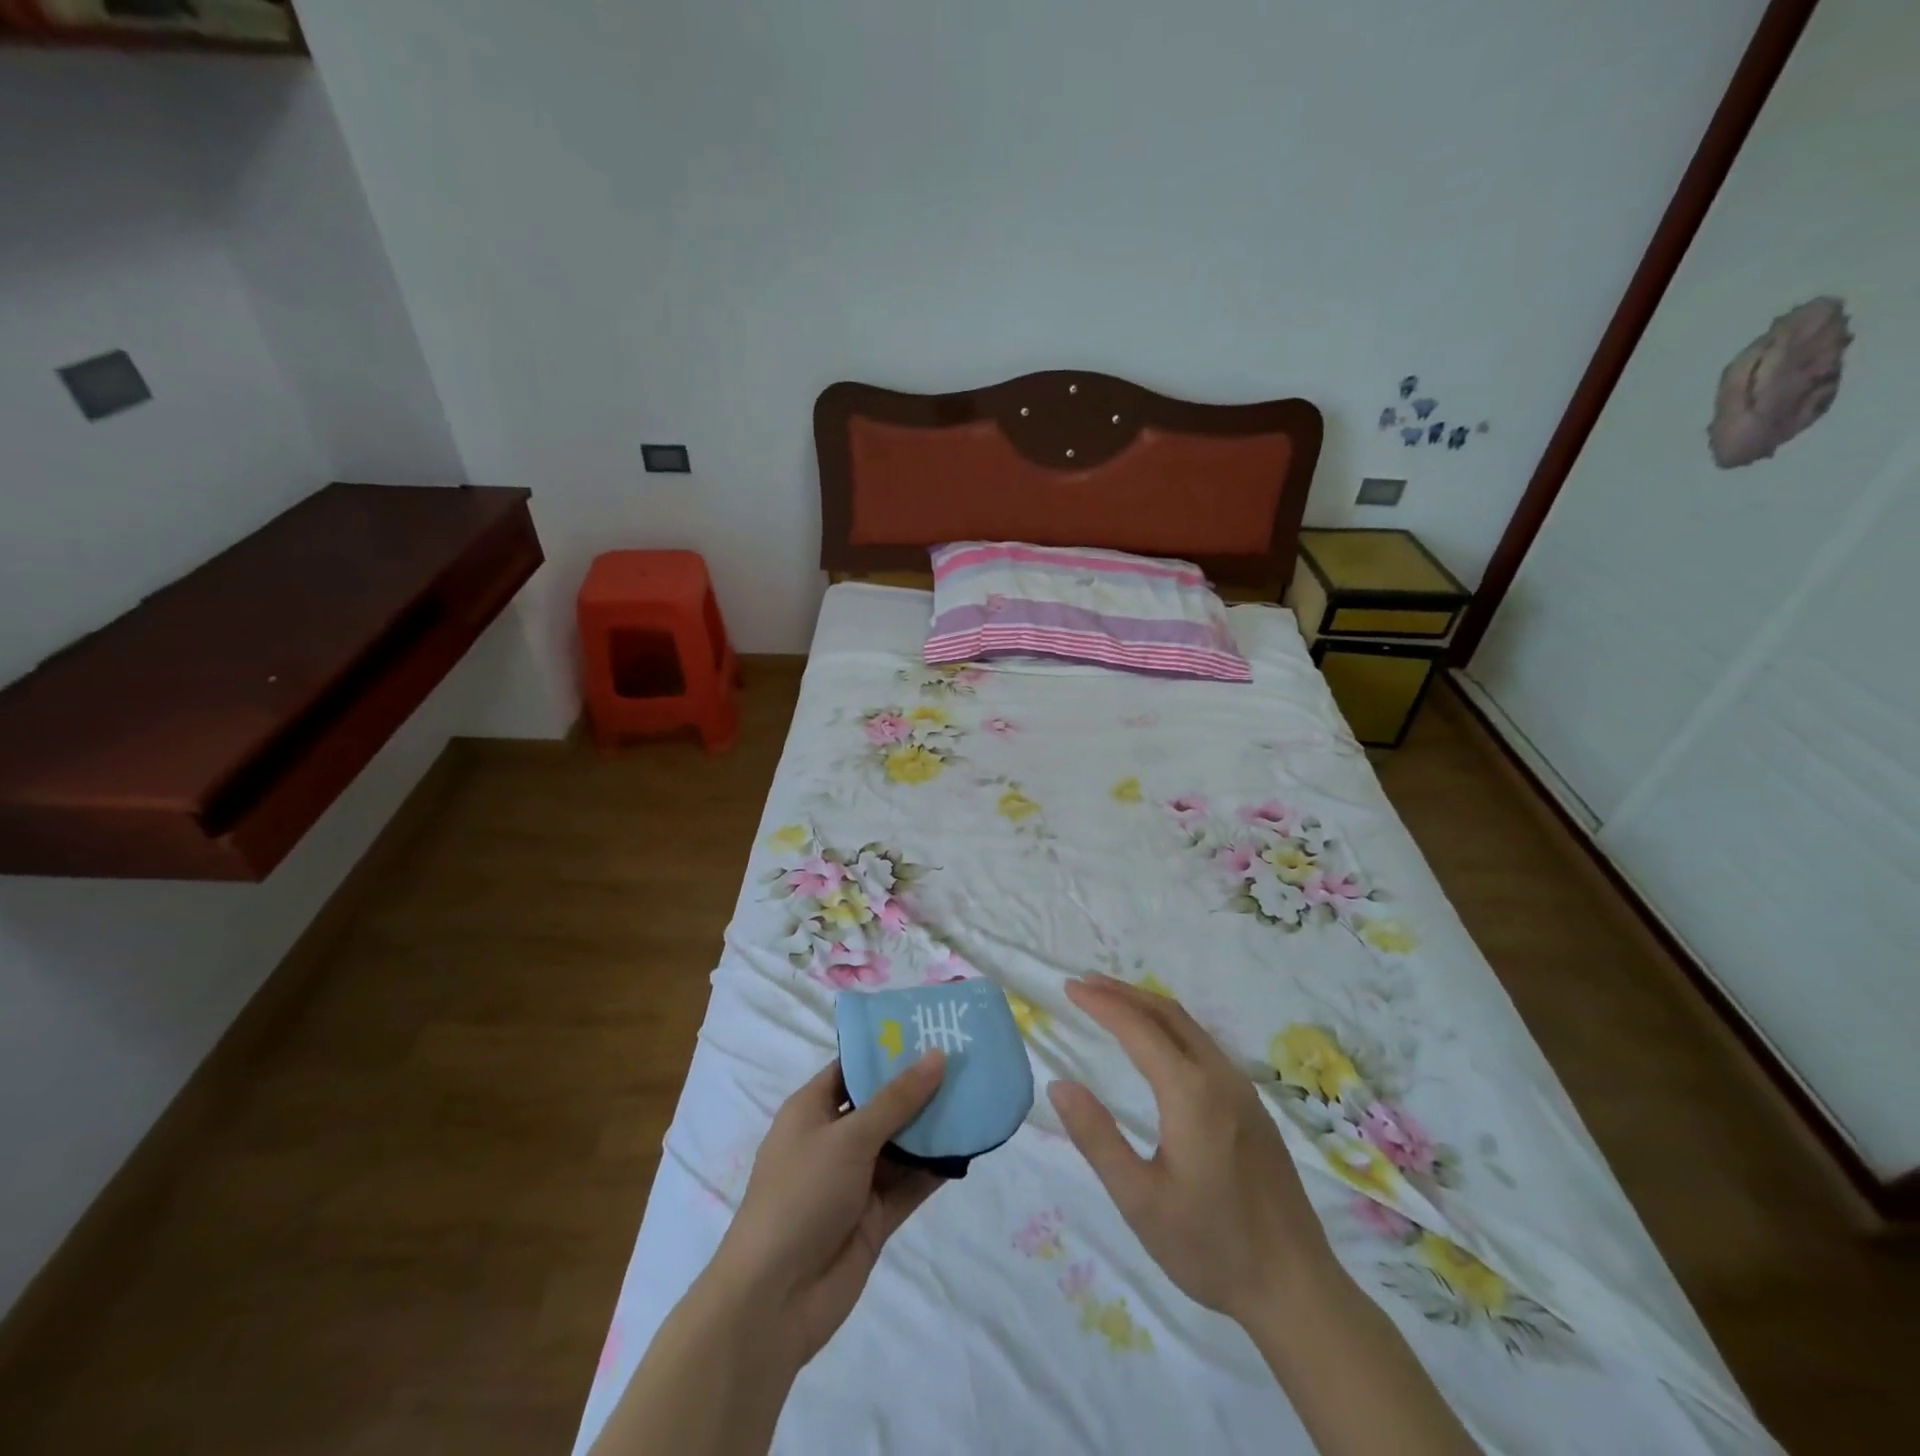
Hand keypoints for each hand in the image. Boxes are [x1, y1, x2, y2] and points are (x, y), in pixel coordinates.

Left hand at [711, 1052, 947, 1363]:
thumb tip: (937, 1055)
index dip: (888, 1049)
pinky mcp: (874, 1216)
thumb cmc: (801, 1196)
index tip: (930, 1030)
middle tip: (965, 1059)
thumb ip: (897, 1099)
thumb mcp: (849, 1137)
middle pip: (882, 1104)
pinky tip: (969, 1146)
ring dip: (933, 1126)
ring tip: (976, 1095)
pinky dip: (935, 1167)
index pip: (853, 1068)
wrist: (775, 1300)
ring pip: (901, 1143)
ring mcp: (855, 1180)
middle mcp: (834, 1139)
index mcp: (812, 1110)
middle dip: (919, 1086)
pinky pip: (910, 1182)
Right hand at [1048, 975, 1333, 1323]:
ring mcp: (1242, 1090)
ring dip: (1148, 1007)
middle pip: (1167, 1014)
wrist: (1297, 1289)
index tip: (1069, 987)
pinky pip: (1204, 1045)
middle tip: (1085, 984)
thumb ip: (1097, 1138)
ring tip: (1113, 1002)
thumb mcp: (1139, 1200)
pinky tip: (1157, 1044)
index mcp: (1191, 1093)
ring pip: (1190, 1027)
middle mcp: (1220, 1078)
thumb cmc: (1210, 1246)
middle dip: (1124, 993)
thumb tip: (1060, 1084)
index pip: (1138, 1029)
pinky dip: (1170, 1027)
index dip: (1101, 1003)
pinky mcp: (1253, 1107)